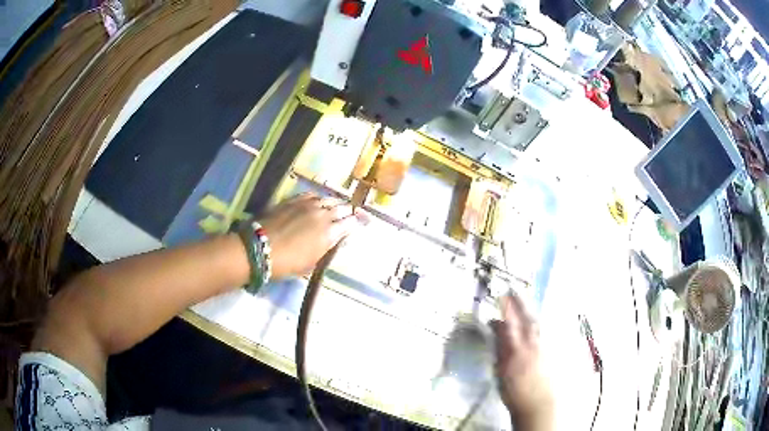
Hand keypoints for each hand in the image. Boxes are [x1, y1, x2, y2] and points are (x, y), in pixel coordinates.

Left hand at [258, 194, 366, 279]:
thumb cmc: (286, 263)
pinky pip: (312, 194)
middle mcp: (323, 215)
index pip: (351, 224)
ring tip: (338, 205)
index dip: (359, 222)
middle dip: (349, 211)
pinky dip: (319, 198)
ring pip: (328, 199)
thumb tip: (334, 241)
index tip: (365, 220)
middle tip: (353, 212)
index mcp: (329, 234)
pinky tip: (319, 201)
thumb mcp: (311, 264)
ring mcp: (308, 204)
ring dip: (335, 203)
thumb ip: (326, 250)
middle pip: (342, 209)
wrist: (260, 248)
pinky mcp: (294, 199)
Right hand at [491, 294, 553, 429]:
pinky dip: (538, 321)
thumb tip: (495, 331)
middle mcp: (532, 344)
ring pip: (537, 323)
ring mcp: (544, 346)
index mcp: (517, 350)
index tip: (500, 296)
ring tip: (524, 299)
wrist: (539, 404)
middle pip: (526, 318)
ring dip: (530, 309)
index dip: (505, 309)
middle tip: (513, 289)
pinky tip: (536, 319)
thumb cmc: (515, 392)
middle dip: (520, 302)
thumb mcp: (501, 372)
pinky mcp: (551, 351)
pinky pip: (544, 330)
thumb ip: (499, 349)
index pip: (509, 324)